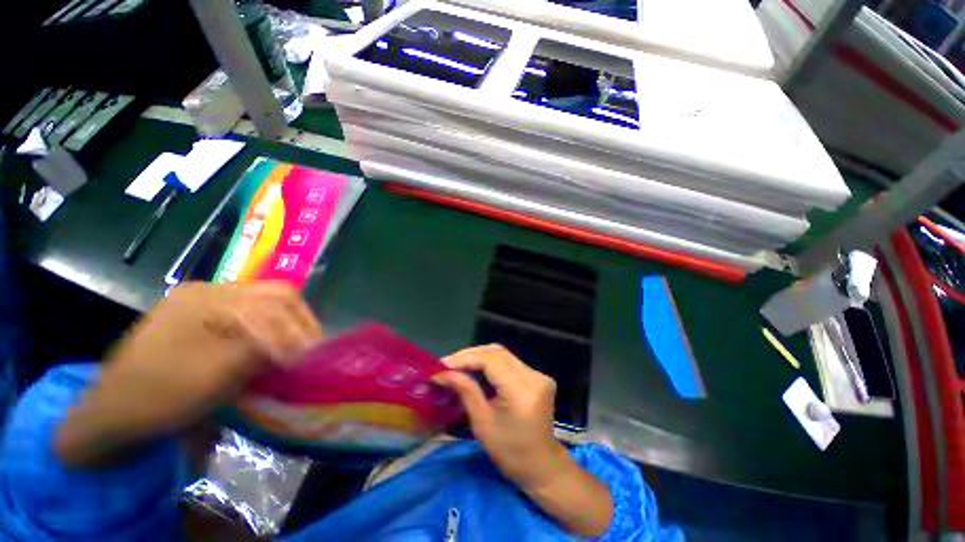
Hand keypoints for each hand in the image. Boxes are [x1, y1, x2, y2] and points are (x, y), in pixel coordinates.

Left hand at [56, 282, 322, 466]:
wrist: (112, 415)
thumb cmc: (159, 396)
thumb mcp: (215, 375)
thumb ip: (265, 351)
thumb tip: (306, 347)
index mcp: (205, 298)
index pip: (273, 302)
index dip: (299, 328)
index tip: (314, 355)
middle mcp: (207, 292)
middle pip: (273, 294)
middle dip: (300, 320)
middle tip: (313, 347)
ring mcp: (204, 303)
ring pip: (266, 302)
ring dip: (289, 323)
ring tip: (299, 347)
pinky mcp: (204, 319)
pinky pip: (252, 315)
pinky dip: (273, 329)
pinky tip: (275, 346)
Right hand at [432, 345, 566, 490]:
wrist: (542, 465)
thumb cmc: (510, 453)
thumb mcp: (482, 423)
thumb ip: (465, 391)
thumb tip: (443, 373)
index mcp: (522, 391)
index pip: (491, 360)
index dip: (466, 358)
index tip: (443, 364)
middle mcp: (534, 377)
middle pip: (498, 352)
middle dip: (471, 355)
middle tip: (449, 363)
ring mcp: (539, 375)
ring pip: (503, 354)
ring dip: (480, 357)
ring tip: (459, 365)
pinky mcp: (538, 376)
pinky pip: (510, 362)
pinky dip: (491, 363)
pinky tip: (477, 369)